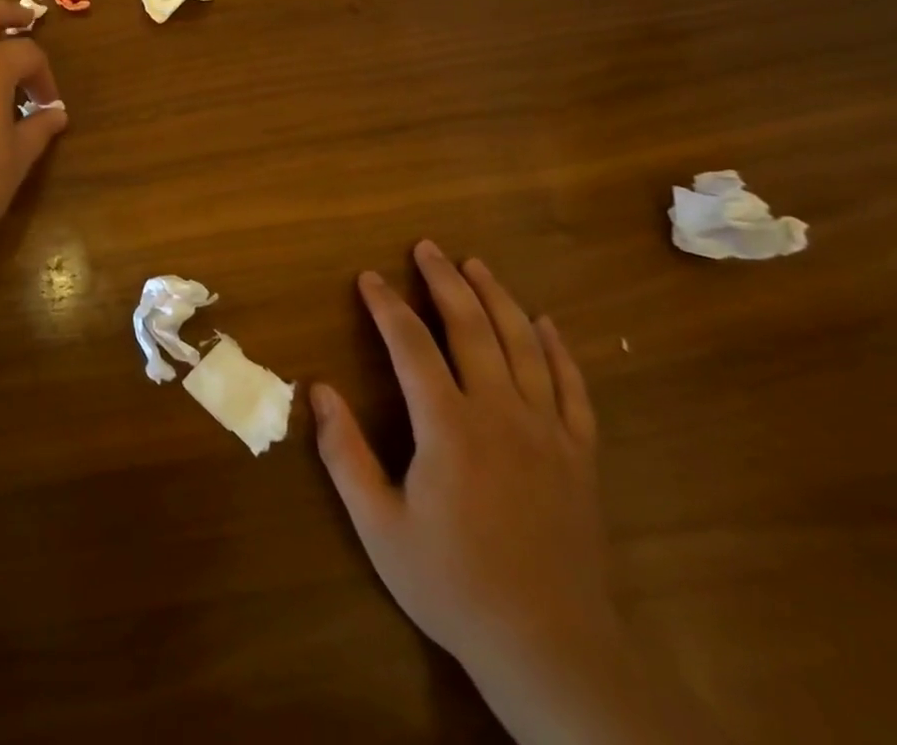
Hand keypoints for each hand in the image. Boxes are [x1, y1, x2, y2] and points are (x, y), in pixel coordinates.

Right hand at [313, 240, 608, 672]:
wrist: (552, 650)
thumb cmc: (453, 584)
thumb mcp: (378, 525)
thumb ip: (344, 452)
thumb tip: (317, 389)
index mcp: (448, 427)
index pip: (412, 345)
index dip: (388, 306)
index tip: (369, 277)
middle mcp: (500, 414)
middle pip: (472, 329)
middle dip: (446, 282)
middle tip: (427, 247)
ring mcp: (547, 433)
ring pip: (524, 346)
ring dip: (498, 299)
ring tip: (477, 265)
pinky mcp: (580, 457)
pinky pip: (573, 389)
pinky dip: (559, 350)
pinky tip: (546, 324)